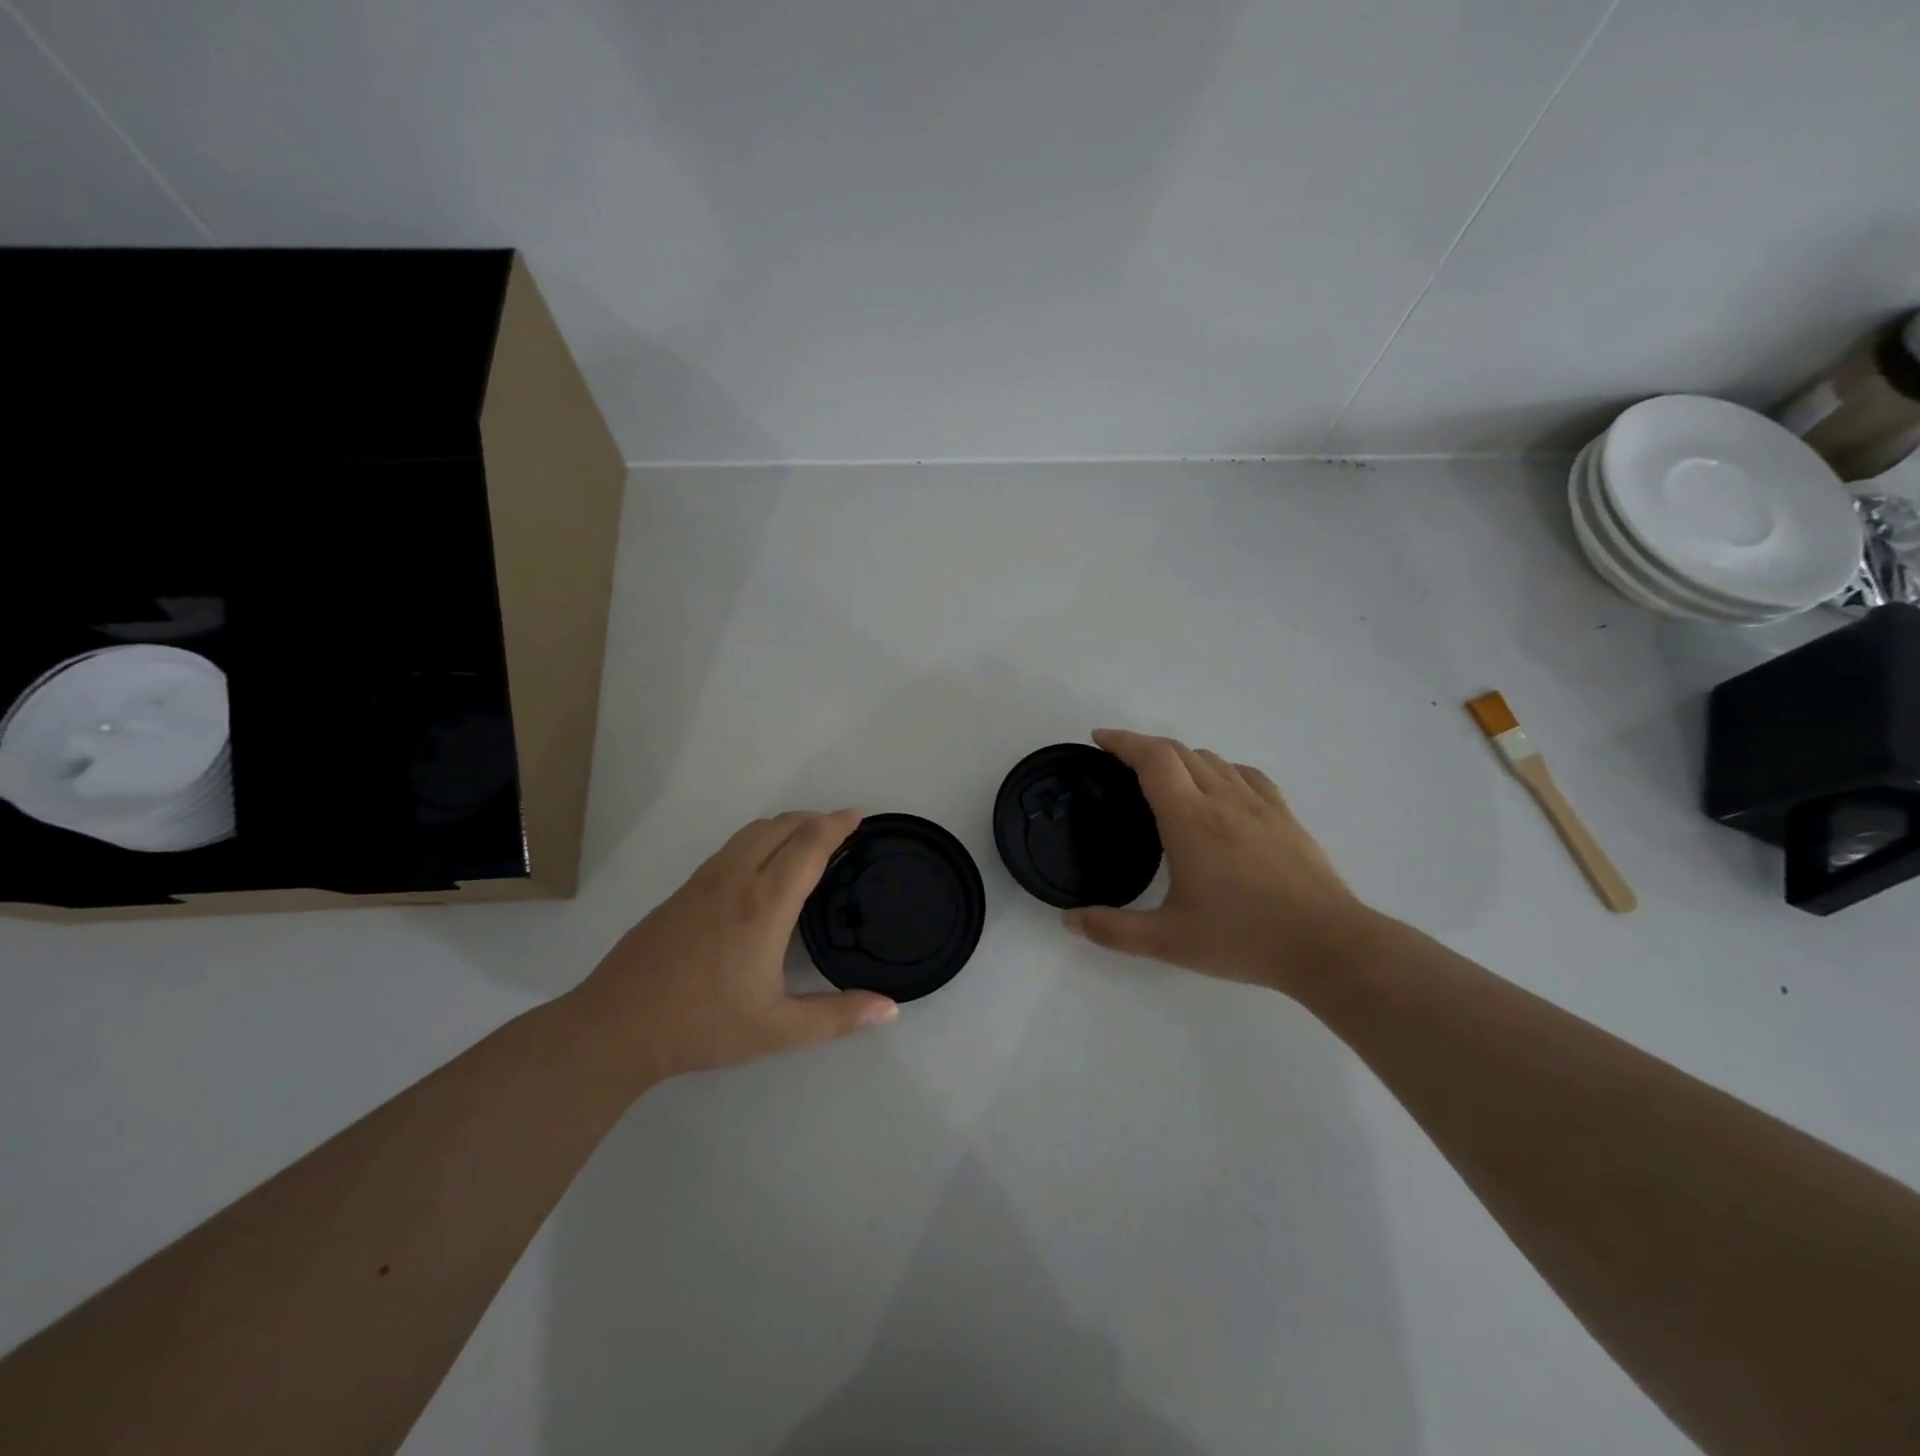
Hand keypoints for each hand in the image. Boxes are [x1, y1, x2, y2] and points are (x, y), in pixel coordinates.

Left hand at [574, 810, 898, 1083]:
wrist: (616, 1025)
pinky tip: (762, 867)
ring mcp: (704, 880)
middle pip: (781, 826)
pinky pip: (732, 846)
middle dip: (815, 819)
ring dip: (785, 825)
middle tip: (841, 829)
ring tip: (806, 840)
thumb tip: (891, 1010)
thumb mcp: (778, 1030)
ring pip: (752, 831)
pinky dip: (760, 839)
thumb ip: (838, 1017)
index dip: (837, 825)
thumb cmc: (702, 1025)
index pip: (808, 846)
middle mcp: (736, 879)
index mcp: (765, 905)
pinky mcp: (683, 889)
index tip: (859, 817)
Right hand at [1063, 729, 1381, 995]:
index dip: (1123, 741)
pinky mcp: (1285, 817)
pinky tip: (1220, 789)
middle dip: (1145, 747)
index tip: (1100, 739)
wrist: (1327, 945)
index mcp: (1190, 819)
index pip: (1152, 759)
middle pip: (1180, 751)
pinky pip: (1246, 775)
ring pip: (1213, 760)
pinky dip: (1221, 770)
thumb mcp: (1169, 941)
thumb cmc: (1243, 938)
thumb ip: (1113, 930)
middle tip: (1120, 761)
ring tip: (1164, 777)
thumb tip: (1068, 920)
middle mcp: (1223, 799)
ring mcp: (1259, 804)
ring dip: (1181, 757)